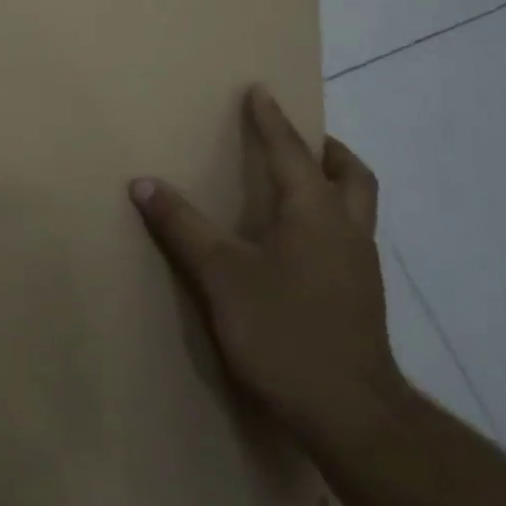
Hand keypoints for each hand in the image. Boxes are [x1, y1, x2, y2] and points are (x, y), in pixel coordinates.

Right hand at [130, 86, 403, 447]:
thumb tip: (143, 183)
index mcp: (316, 214)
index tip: (260, 91)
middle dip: (327, 150)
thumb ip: (183, 226)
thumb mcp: (221, 275)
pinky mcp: (361, 298)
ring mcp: (361, 267)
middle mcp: (347, 231)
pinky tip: (300, 245)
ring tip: (301, 184)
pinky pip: (350, 238)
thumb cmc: (284, 331)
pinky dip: (330, 221)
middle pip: (352, 175)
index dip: (272, 120)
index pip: (292, 152)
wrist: (351, 415)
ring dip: (334, 184)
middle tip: (300, 139)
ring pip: (357, 208)